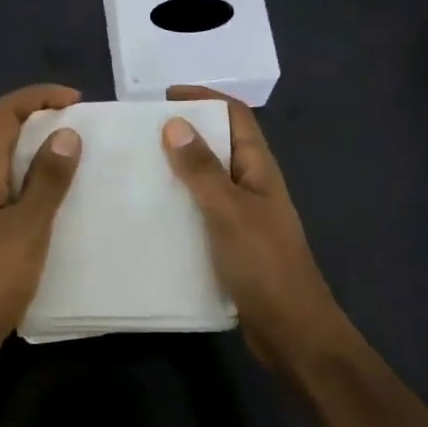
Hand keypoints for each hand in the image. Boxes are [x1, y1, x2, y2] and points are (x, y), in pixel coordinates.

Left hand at [0, 84, 83, 371]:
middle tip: (86, 130)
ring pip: (15, 164)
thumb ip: (47, 181)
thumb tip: (67, 133)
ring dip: (46, 154)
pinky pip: (19, 192)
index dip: (37, 96)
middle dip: (45, 121)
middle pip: (8, 134)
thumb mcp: (27, 228)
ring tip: (84, 161)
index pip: (4, 114)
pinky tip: (67, 203)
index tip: (76, 101)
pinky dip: (43, 184)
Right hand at [161, 86, 349, 370]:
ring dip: (178, 169)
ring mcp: (242, 215)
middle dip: (185, 131)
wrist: (291, 330)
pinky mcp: (230, 243)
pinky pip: (200, 211)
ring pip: (207, 179)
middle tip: (140, 133)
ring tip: (137, 168)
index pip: (235, 116)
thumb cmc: (263, 264)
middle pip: (219, 144)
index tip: (165, 96)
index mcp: (259, 168)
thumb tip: (174, 122)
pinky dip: (178, 203)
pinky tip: (150, 213)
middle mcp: (252, 185)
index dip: (205, 98)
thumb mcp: (228, 211)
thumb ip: (202, 169)